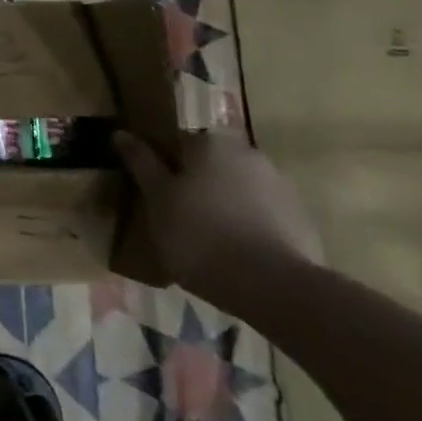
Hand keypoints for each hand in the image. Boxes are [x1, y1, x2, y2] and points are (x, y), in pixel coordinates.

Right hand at [112, 129, 322, 313]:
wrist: (273, 287)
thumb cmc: (199, 234)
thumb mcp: (156, 198)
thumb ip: (141, 163)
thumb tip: (121, 133)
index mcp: (210, 142)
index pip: (177, 140)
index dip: (162, 163)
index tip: (152, 188)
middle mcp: (248, 153)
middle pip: (210, 162)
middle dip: (194, 181)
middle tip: (175, 213)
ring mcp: (280, 186)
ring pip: (237, 187)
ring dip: (222, 202)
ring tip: (205, 238)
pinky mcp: (301, 218)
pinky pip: (262, 213)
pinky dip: (246, 223)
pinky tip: (235, 252)